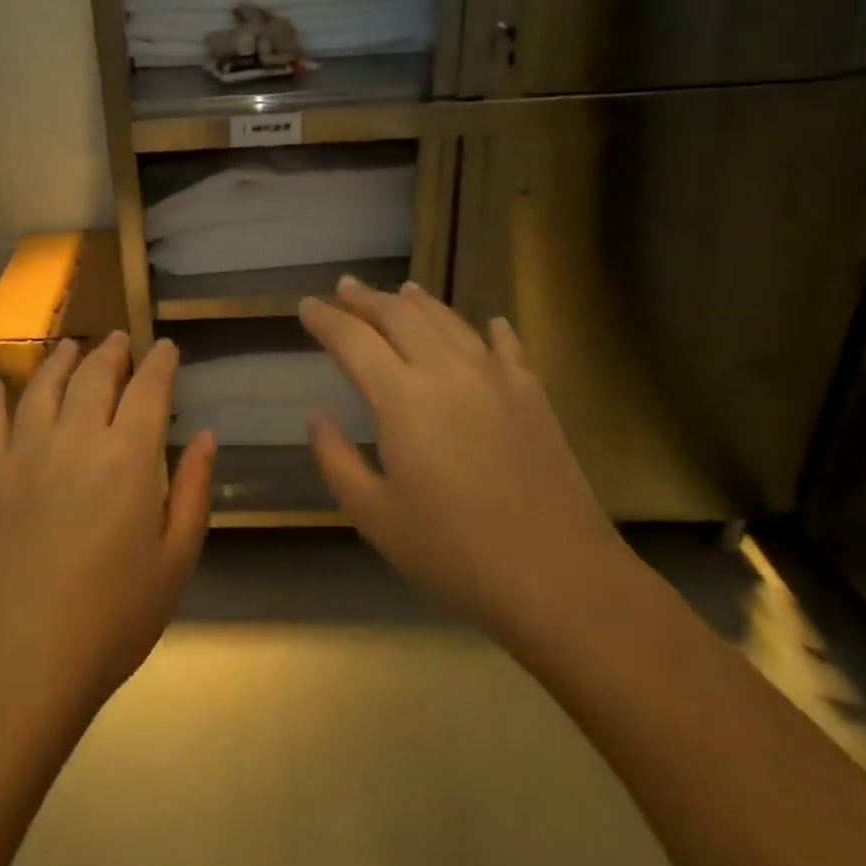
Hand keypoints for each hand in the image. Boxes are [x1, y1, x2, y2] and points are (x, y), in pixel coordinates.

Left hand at [0, 332, 214, 720]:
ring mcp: (25, 452)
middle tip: (119, 340)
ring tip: (70, 346)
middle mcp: (76, 437)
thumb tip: (205, 436)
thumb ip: (195, 490)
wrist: (21, 659)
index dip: (160, 363)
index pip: (149, 389)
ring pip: (44, 387)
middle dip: (111, 352)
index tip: (166, 347)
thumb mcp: (175, 559)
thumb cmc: (113, 617)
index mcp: (129, 456)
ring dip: (60, 361)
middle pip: (94, 376)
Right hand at [299, 278, 630, 654]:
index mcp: (402, 398)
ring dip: (418, 302)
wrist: (560, 578)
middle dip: (367, 298)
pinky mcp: (533, 395)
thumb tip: (317, 415)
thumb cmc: (454, 552)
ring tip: (401, 290)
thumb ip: (336, 459)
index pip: (352, 339)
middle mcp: (447, 371)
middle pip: (400, 315)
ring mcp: (496, 378)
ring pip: (449, 320)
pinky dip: (489, 329)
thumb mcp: (374, 516)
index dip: (326, 319)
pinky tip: (488, 322)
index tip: (305, 306)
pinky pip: (506, 346)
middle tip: (345, 287)